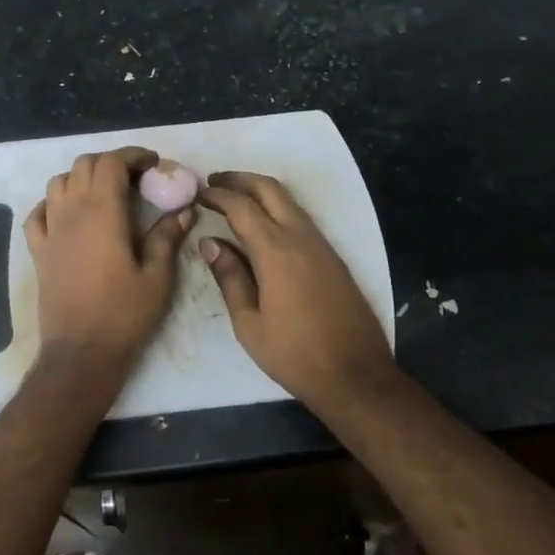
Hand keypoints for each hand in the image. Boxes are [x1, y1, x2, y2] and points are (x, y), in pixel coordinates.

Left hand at [24, 147, 193, 379]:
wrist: (81, 353)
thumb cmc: (124, 314)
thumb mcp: (157, 276)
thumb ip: (167, 236)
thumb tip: (183, 209)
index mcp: (102, 212)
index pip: (111, 162)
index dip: (133, 156)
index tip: (154, 164)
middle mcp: (71, 212)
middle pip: (84, 164)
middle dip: (111, 163)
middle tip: (136, 179)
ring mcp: (50, 230)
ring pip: (59, 182)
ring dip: (82, 178)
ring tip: (105, 193)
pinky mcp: (38, 250)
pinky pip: (38, 212)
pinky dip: (54, 203)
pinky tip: (70, 215)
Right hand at [197, 171, 396, 412]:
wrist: (356, 374)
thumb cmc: (295, 354)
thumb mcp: (249, 323)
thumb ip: (230, 277)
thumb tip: (210, 243)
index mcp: (276, 251)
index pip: (241, 206)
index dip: (217, 195)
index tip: (198, 193)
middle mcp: (301, 237)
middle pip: (269, 189)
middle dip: (240, 179)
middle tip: (214, 183)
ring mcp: (321, 244)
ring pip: (288, 200)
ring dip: (260, 191)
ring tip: (234, 200)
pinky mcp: (332, 256)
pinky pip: (300, 218)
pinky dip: (277, 209)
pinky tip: (262, 226)